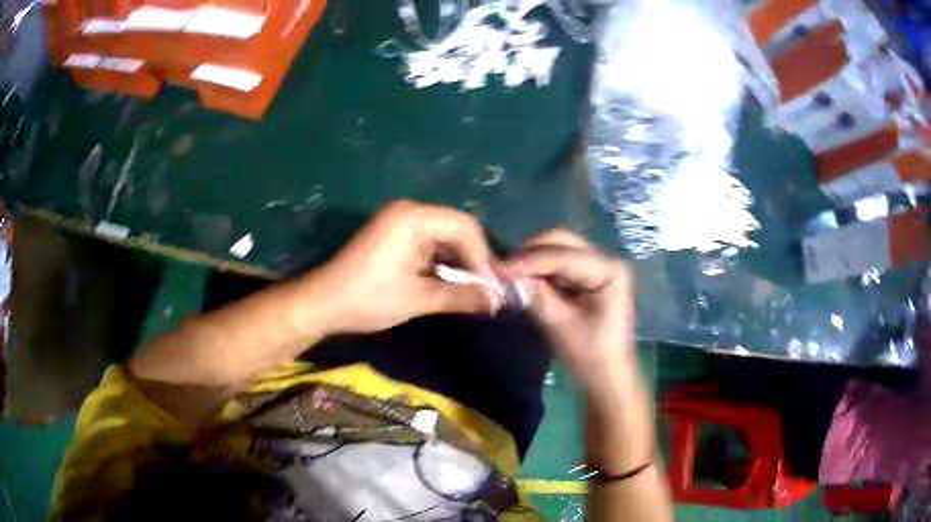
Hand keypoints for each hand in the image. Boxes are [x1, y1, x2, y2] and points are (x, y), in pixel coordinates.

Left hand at [313, 200, 497, 334]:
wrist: (321, 304)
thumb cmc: (367, 299)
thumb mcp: (417, 299)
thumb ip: (460, 296)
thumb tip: (496, 300)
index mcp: (413, 218)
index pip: (464, 227)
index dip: (483, 256)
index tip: (491, 287)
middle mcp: (408, 212)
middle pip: (456, 228)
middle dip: (473, 258)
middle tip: (485, 288)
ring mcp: (398, 222)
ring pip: (443, 236)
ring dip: (458, 261)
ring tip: (471, 288)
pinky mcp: (393, 235)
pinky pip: (428, 243)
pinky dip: (441, 261)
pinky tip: (447, 282)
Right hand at [500, 229, 635, 392]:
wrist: (607, 378)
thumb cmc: (590, 357)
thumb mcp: (560, 326)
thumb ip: (536, 295)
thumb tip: (508, 275)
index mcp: (610, 271)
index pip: (564, 256)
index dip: (529, 260)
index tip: (498, 267)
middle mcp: (607, 261)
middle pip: (563, 242)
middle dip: (530, 253)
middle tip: (501, 268)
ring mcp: (599, 267)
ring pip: (560, 249)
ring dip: (533, 259)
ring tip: (508, 273)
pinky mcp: (589, 277)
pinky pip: (560, 263)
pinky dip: (540, 269)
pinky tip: (523, 278)